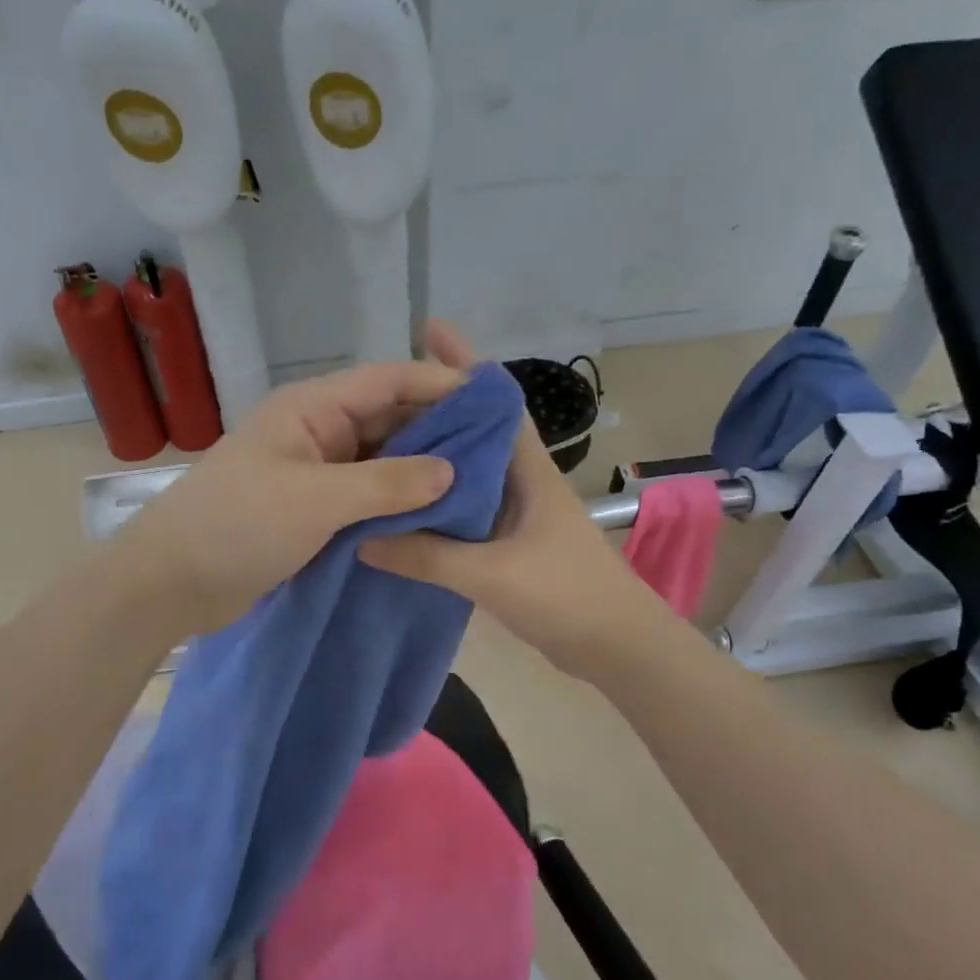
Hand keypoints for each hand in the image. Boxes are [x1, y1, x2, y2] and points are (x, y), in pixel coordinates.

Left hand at [111, 355, 464, 636]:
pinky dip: (396, 501)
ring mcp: (313, 471)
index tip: (491, 401)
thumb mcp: (318, 501)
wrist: (169, 584)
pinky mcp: (312, 508)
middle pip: (387, 418)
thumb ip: (388, 483)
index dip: (439, 384)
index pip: (387, 381)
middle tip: (493, 449)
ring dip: (419, 470)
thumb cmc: (238, 526)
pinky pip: (365, 494)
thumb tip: (451, 470)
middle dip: (437, 430)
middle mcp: (317, 431)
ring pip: (379, 459)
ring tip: (475, 482)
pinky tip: (433, 513)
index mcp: (311, 409)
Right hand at [359, 323, 669, 680]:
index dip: (465, 363)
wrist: (619, 648)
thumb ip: (427, 556)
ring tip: (381, 443)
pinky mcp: (510, 542)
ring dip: (434, 454)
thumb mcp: (492, 574)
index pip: (495, 400)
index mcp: (528, 469)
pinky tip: (405, 506)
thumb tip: (361, 536)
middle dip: (435, 406)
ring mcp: (516, 511)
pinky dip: (436, 500)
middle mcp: (521, 480)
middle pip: (475, 429)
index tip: (429, 331)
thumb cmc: (568, 596)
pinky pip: (465, 508)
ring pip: (467, 470)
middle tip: (379, 397)